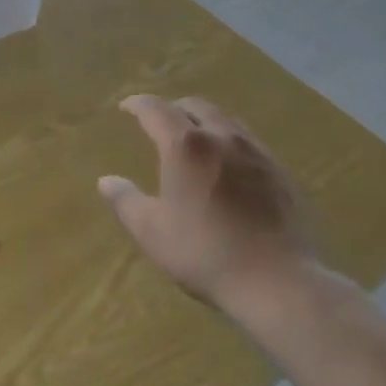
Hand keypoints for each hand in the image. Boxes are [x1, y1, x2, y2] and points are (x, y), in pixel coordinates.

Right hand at [99, 95, 311, 309]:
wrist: (278, 281)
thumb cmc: (205, 253)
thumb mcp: (152, 232)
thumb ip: (125, 201)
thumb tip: (106, 181)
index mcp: (185, 145)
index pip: (156, 109)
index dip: (137, 104)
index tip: (126, 107)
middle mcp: (221, 136)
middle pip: (195, 105)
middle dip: (173, 108)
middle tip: (160, 123)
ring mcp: (255, 152)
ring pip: (226, 120)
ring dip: (205, 121)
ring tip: (196, 141)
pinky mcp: (280, 172)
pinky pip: (249, 142)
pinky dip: (230, 142)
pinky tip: (230, 167)